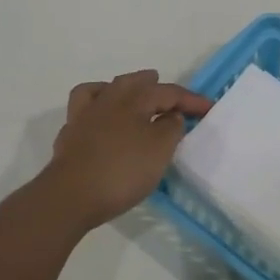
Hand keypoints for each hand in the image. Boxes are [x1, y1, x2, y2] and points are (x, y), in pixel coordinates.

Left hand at [41, 70, 211, 229]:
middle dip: (152, 84)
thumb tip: (171, 115)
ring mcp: (85, 116)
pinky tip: (102, 117)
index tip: (209, 108)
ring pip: (105, 90)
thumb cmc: (122, 170)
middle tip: (165, 89)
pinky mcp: (70, 135)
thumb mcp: (159, 150)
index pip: (168, 92)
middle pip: (133, 83)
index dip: (190, 99)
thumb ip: (170, 128)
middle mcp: (108, 100)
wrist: (70, 196)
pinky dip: (96, 106)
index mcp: (134, 100)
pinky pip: (84, 108)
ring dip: (122, 88)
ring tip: (132, 95)